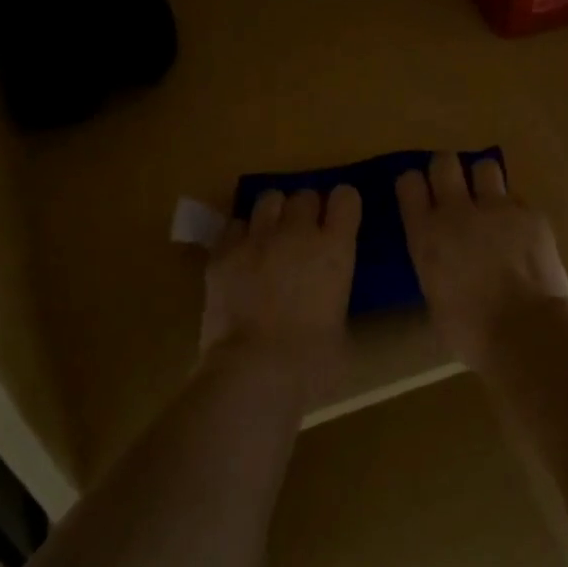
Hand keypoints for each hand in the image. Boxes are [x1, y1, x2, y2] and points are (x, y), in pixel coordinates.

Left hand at [200, 186, 361, 372]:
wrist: (254, 371)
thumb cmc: (312, 363)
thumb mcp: (341, 331)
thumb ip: (335, 302)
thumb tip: (325, 306)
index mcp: (335, 250)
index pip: (345, 199)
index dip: (343, 205)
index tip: (339, 218)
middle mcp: (297, 233)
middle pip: (304, 195)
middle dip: (306, 209)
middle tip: (303, 233)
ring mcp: (256, 239)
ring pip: (267, 199)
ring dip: (273, 213)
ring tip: (271, 234)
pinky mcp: (222, 253)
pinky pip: (234, 225)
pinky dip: (241, 234)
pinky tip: (241, 253)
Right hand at [396, 153, 567, 368]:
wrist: (525, 329)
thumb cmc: (470, 330)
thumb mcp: (435, 298)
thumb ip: (435, 268)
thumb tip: (444, 268)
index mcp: (426, 234)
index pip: (409, 184)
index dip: (414, 185)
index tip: (419, 194)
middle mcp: (457, 211)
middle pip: (444, 162)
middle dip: (447, 170)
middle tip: (453, 188)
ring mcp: (498, 208)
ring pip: (486, 167)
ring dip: (484, 181)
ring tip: (490, 202)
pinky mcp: (532, 214)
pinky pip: (519, 199)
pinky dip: (517, 212)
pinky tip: (522, 234)